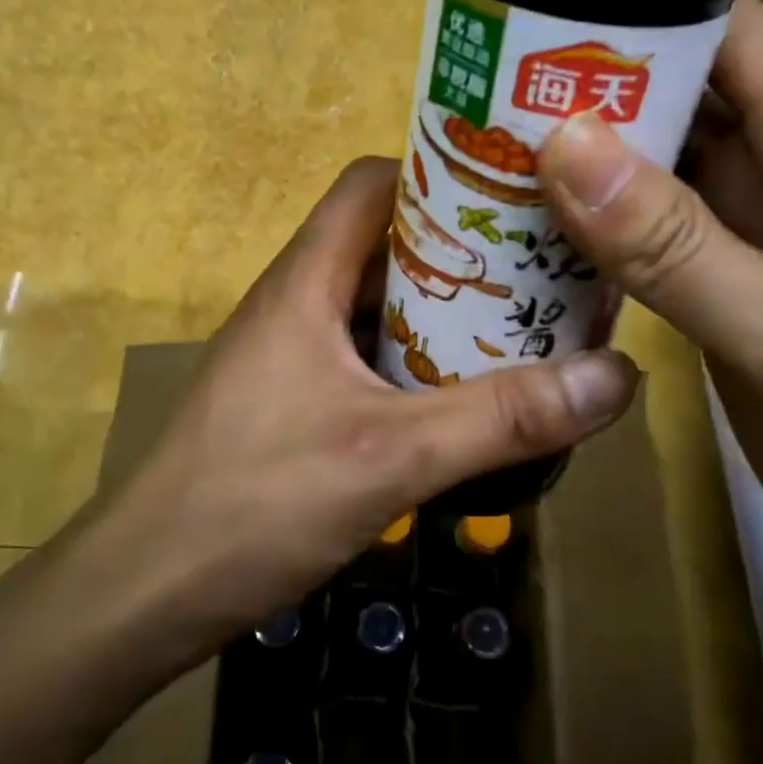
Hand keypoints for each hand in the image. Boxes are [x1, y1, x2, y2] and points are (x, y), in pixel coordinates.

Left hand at [98, 156, 638, 643]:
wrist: (145, 590)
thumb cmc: (255, 502)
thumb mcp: (390, 457)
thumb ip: (501, 418)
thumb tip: (617, 375)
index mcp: (306, 278)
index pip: (371, 182)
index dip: (437, 173)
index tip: (512, 195)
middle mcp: (298, 298)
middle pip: (385, 240)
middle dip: (461, 247)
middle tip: (542, 266)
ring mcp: (293, 349)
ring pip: (379, 302)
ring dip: (443, 311)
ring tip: (523, 325)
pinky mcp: (294, 396)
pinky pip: (367, 352)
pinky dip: (418, 360)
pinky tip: (465, 398)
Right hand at [536, 0, 762, 605]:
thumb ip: (671, 242)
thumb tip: (562, 143)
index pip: (726, 28)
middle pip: (676, 84)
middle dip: (587, 75)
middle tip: (483, 75)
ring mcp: (749, 219)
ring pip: (655, 151)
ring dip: (581, 143)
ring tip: (486, 132)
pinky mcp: (721, 269)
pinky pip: (646, 215)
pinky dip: (593, 208)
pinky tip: (529, 214)